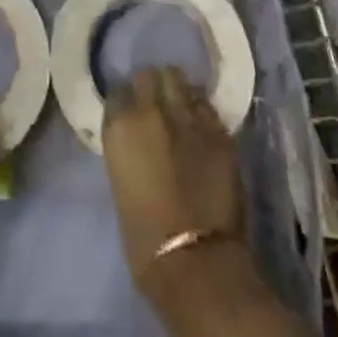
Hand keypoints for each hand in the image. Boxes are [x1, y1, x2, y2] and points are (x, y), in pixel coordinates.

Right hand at [102, 67, 245, 294]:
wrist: (194, 260)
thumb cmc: (143, 238)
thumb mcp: (120, 182)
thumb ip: (128, 149)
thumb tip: (138, 140)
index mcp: (121, 126)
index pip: (118, 91)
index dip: (125, 100)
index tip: (129, 110)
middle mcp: (152, 111)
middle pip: (150, 76)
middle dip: (152, 86)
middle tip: (155, 104)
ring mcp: (189, 117)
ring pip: (181, 81)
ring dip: (177, 91)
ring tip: (180, 107)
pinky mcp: (220, 130)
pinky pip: (206, 106)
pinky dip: (201, 110)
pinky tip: (201, 125)